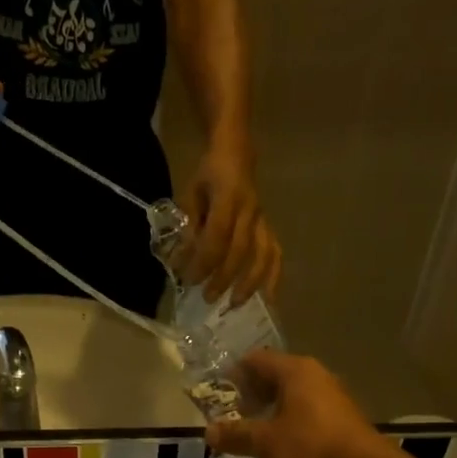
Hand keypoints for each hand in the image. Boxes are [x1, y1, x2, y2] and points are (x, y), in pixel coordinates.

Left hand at [179, 141, 281, 303]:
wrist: (236, 153)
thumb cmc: (208, 175)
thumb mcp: (190, 194)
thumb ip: (188, 227)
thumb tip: (181, 261)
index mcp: (228, 198)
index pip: (217, 236)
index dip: (204, 261)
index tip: (189, 280)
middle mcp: (249, 211)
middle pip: (239, 251)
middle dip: (223, 278)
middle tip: (207, 298)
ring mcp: (263, 219)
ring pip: (262, 255)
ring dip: (250, 283)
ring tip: (236, 304)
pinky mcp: (269, 226)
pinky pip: (275, 253)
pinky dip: (274, 277)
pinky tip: (269, 298)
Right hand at [203, 350, 396, 457]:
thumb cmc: (310, 448)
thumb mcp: (264, 443)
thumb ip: (235, 434)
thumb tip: (208, 432)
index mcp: (295, 371)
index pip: (257, 360)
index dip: (235, 373)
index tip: (219, 391)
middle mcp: (316, 376)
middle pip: (276, 376)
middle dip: (253, 394)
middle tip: (233, 414)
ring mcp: (334, 397)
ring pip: (294, 396)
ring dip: (272, 410)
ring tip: (254, 431)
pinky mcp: (343, 420)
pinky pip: (308, 412)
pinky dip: (290, 422)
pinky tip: (281, 444)